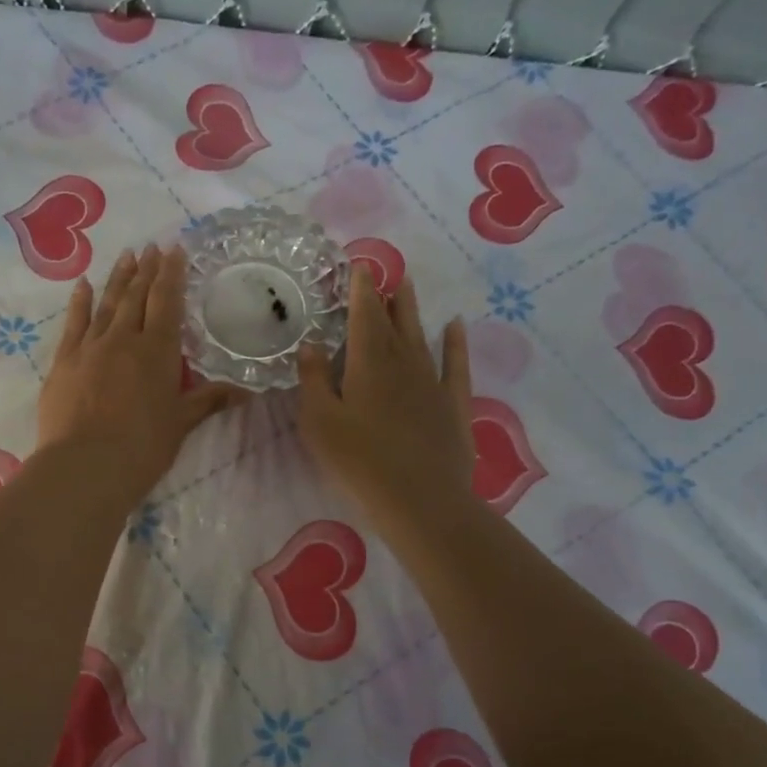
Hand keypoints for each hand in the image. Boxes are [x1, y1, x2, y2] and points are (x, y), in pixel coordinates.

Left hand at [37, 244, 239, 504]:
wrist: (86, 466)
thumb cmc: (143, 447)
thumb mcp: (181, 423)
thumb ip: (209, 400)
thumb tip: (247, 391)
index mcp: (157, 351)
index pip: (167, 302)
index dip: (172, 274)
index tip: (174, 249)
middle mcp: (124, 339)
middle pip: (137, 296)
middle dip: (147, 270)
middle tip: (152, 246)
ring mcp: (90, 347)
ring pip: (107, 303)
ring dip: (118, 278)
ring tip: (127, 255)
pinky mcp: (64, 361)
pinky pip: (73, 323)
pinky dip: (79, 302)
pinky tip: (83, 285)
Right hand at [297, 271, 474, 535]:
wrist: (419, 499)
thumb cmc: (359, 461)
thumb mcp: (320, 422)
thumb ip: (313, 380)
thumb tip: (311, 345)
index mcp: (367, 363)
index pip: (363, 316)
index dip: (360, 290)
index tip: (359, 267)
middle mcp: (402, 362)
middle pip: (394, 321)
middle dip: (386, 296)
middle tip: (385, 273)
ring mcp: (432, 381)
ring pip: (421, 336)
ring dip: (412, 310)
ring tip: (408, 286)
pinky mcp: (453, 403)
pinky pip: (455, 364)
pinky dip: (455, 342)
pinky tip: (455, 325)